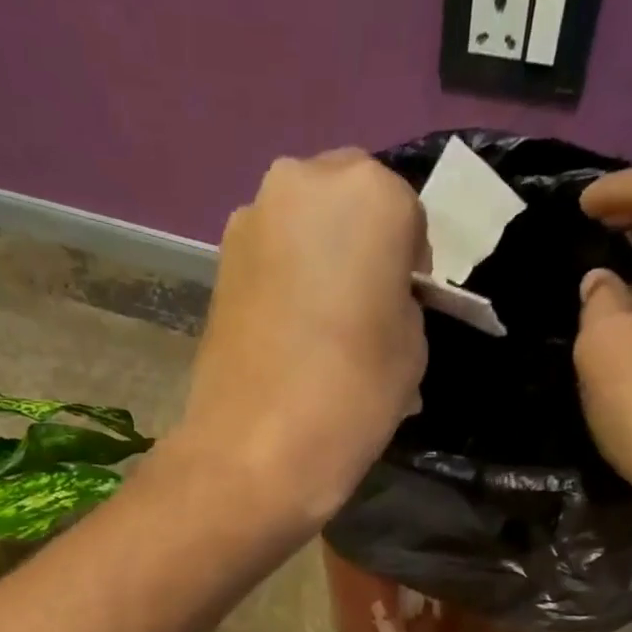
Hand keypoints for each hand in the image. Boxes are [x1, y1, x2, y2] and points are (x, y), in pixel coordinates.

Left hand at [159, 150, 427, 532]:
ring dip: (319, 258)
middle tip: (364, 305)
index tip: (403, 304)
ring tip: (323, 323)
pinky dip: (285, 279)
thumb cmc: (351, 396)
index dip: (409, 261)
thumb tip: (381, 299)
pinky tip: (289, 330)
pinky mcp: (219, 260)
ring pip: (304, 224)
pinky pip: (270, 255)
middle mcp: (304, 182)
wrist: (254, 449)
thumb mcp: (412, 348)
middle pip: (348, 200)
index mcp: (370, 193)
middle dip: (361, 242)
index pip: (407, 214)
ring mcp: (251, 218)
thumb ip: (402, 301)